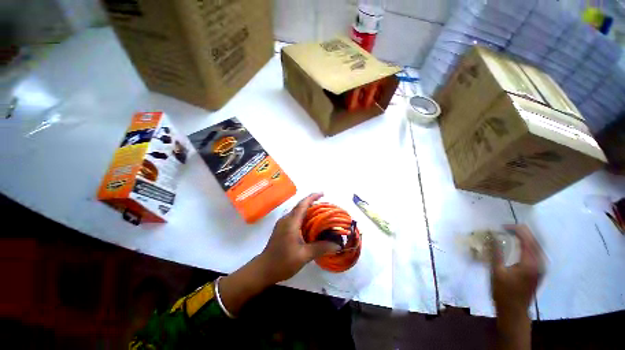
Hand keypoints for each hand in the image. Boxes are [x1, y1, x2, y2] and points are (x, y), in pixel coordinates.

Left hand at [257, 193, 341, 284]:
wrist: (263, 270)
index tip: (323, 193)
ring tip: (320, 213)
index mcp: (291, 222)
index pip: (303, 204)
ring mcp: (282, 224)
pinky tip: (310, 224)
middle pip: (300, 206)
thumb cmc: (282, 262)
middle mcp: (286, 219)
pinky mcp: (282, 228)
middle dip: (312, 202)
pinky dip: (304, 217)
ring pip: (297, 212)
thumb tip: (337, 245)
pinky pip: (295, 218)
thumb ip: (320, 248)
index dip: (313, 197)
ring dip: (308, 209)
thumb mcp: (304, 256)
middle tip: (325, 205)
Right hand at [491, 224, 543, 317]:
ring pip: (537, 246)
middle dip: (521, 232)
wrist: (514, 311)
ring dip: (525, 238)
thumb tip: (492, 236)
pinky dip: (528, 245)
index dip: (516, 230)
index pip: (527, 239)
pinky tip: (520, 245)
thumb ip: (496, 252)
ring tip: (511, 234)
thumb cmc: (503, 292)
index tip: (501, 227)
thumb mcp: (496, 271)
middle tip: (505, 228)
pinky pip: (537, 252)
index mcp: (530, 263)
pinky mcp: (539, 271)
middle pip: (534, 241)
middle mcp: (539, 263)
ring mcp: (541, 268)